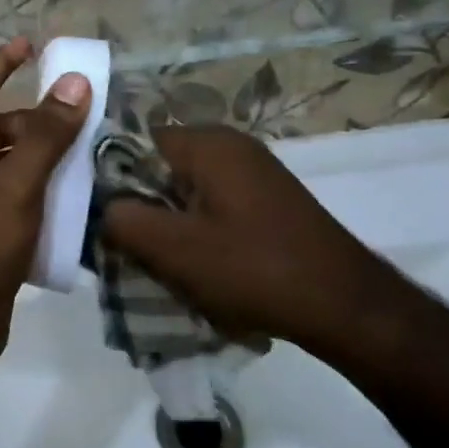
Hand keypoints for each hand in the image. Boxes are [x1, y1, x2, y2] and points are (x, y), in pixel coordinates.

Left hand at [0, 38, 90, 374]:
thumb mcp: (16, 184)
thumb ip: (46, 135)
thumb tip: (72, 81)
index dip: (0, 63)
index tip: (30, 45)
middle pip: (3, 127)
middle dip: (39, 118)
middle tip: (83, 118)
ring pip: (16, 164)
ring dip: (48, 156)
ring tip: (91, 156)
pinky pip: (23, 197)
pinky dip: (47, 191)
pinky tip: (79, 202)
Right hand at [100, 126, 421, 366]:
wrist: (346, 306)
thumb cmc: (253, 268)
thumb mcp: (173, 249)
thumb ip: (122, 220)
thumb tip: (101, 210)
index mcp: (206, 143)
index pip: (135, 141)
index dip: (112, 178)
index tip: (104, 217)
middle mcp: (230, 144)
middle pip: (161, 167)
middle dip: (143, 205)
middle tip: (131, 246)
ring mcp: (254, 170)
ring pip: (187, 190)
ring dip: (171, 223)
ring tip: (164, 262)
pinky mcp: (268, 198)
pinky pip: (214, 204)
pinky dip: (200, 230)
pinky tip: (201, 266)